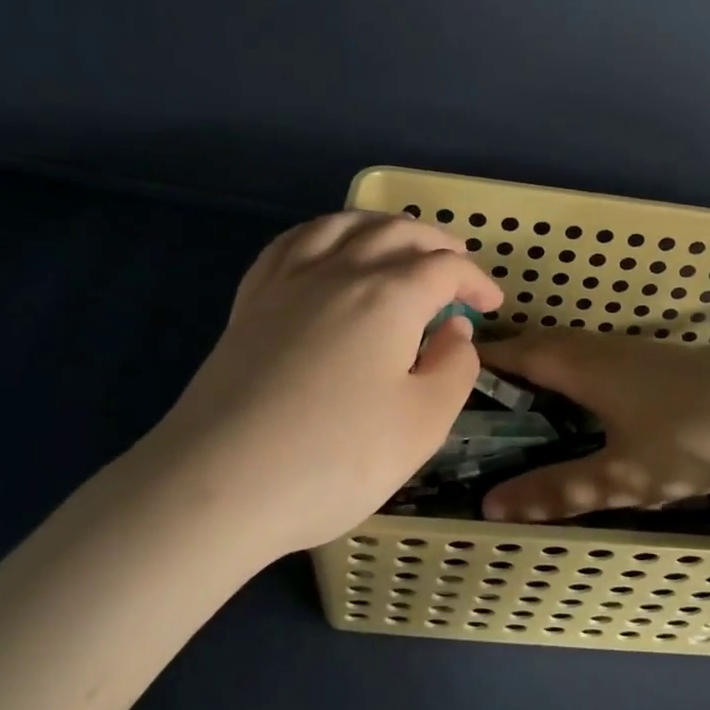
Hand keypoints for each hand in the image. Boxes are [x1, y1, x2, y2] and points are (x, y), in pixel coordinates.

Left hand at [144, 212, 502, 554]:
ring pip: (340, 225)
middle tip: (456, 264)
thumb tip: (454, 330)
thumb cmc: (334, 458)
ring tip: (397, 239)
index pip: (444, 268)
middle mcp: (339, 272)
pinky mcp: (250, 304)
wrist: (217, 485)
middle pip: (395, 232)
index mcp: (388, 296)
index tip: (492, 304)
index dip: (475, 280)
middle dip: (434, 242)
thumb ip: (454, 368)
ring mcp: (287, 283)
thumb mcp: (422, 423)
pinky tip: (325, 248)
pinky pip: (291, 244)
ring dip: (379, 224)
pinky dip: (322, 233)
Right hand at [475, 330, 709, 522]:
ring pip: (575, 350)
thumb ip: (558, 490)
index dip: (484, 361)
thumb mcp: (620, 475)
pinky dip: (576, 372)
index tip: (451, 371)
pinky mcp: (664, 360)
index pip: (518, 354)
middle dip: (510, 363)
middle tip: (480, 393)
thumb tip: (490, 505)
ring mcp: (637, 350)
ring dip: (545, 365)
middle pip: (543, 346)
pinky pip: (600, 358)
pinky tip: (587, 400)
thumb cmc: (690, 437)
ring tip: (523, 398)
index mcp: (581, 365)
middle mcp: (603, 348)